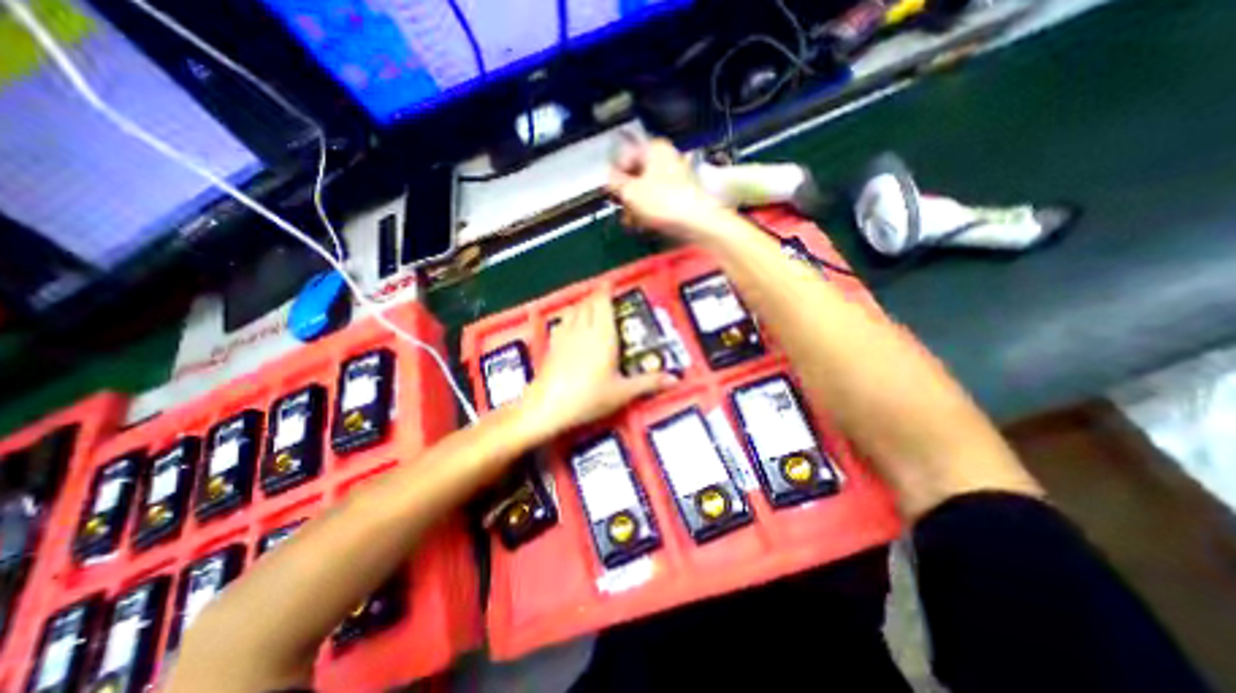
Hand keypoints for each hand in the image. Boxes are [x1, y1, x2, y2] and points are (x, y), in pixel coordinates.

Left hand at [520, 292, 675, 437]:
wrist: (547, 408)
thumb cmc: (588, 398)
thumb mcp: (622, 392)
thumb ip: (648, 383)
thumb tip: (674, 379)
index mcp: (602, 335)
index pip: (603, 303)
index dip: (606, 290)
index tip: (611, 283)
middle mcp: (583, 330)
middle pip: (588, 303)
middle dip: (597, 296)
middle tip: (606, 297)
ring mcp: (565, 336)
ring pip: (574, 310)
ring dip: (583, 304)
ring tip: (590, 306)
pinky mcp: (552, 346)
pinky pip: (562, 322)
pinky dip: (569, 317)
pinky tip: (570, 325)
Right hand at [606, 136, 727, 240]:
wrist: (697, 221)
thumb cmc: (663, 203)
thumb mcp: (630, 192)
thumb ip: (614, 183)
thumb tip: (608, 178)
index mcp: (653, 148)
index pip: (623, 157)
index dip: (614, 178)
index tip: (612, 194)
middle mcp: (666, 157)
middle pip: (636, 174)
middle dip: (626, 195)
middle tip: (623, 210)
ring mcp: (676, 175)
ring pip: (647, 189)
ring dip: (636, 206)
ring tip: (633, 221)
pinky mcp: (682, 194)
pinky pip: (659, 199)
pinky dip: (650, 210)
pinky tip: (645, 223)